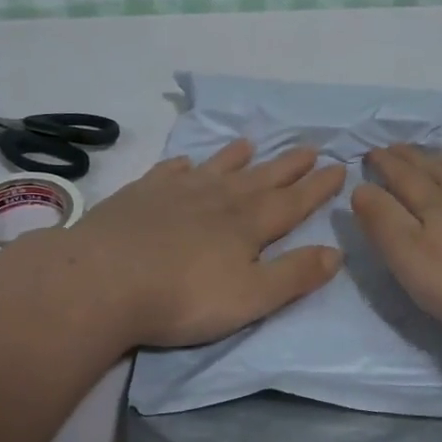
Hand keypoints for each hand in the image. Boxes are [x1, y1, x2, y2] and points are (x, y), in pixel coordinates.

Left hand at [57, 138, 344, 348]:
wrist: (102, 281)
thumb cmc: (183, 297)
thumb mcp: (251, 296)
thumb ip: (295, 275)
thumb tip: (336, 251)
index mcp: (248, 224)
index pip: (293, 202)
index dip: (317, 187)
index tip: (339, 167)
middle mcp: (217, 199)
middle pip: (260, 178)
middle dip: (287, 165)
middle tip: (310, 147)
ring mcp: (176, 193)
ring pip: (215, 168)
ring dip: (236, 157)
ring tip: (251, 143)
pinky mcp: (139, 196)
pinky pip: (168, 172)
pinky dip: (182, 165)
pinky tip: (185, 162)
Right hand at [350, 144, 441, 339]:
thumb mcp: (407, 254)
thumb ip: (382, 220)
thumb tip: (361, 187)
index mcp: (433, 206)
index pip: (402, 177)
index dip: (385, 164)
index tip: (370, 151)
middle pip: (436, 172)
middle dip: (413, 159)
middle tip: (398, 147)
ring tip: (441, 158)